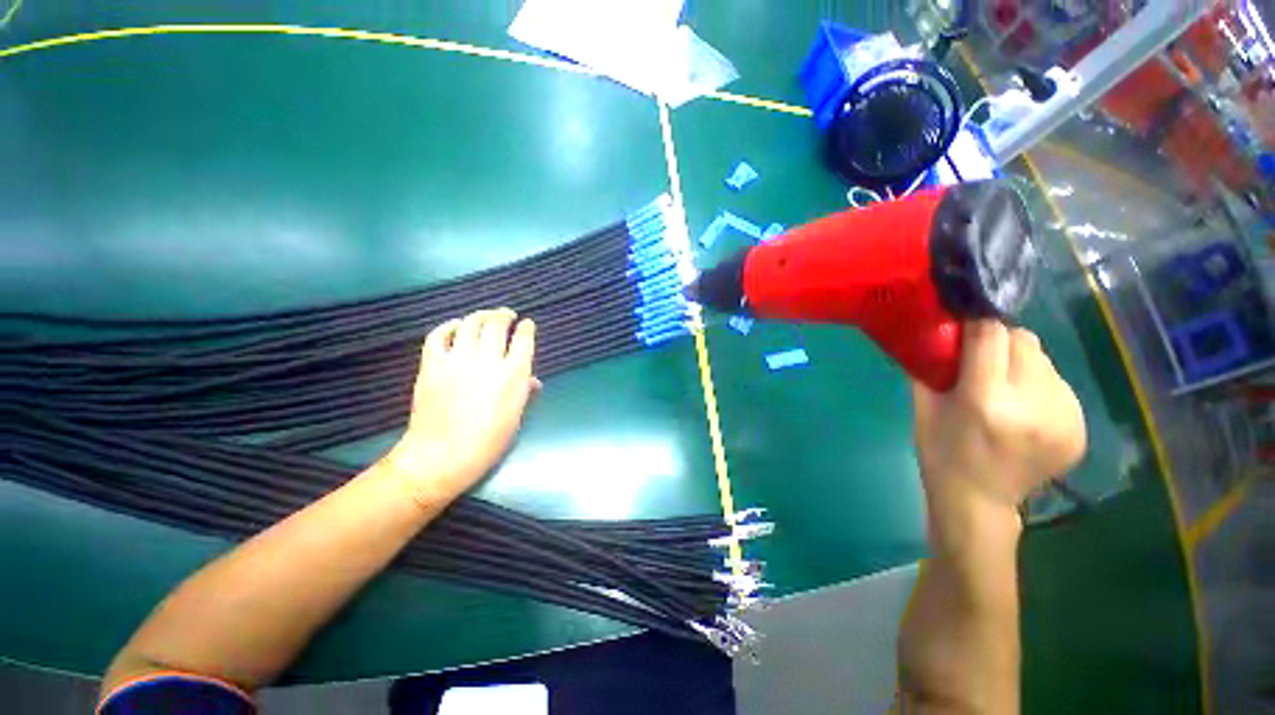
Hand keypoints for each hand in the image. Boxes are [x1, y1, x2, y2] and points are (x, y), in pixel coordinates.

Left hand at [380, 308, 539, 508]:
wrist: (441, 456)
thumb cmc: (488, 441)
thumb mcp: (515, 416)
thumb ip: (524, 392)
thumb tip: (533, 380)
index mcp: (512, 375)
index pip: (524, 340)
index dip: (527, 328)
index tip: (527, 324)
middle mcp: (487, 361)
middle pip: (497, 325)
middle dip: (504, 315)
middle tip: (507, 314)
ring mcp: (457, 361)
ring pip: (470, 324)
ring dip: (480, 315)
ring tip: (485, 315)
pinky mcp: (432, 364)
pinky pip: (438, 335)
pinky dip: (448, 325)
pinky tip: (456, 325)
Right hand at [912, 321, 1085, 546]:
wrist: (979, 500)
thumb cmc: (940, 451)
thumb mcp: (923, 407)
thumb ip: (933, 367)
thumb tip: (943, 331)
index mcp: (986, 400)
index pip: (993, 335)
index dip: (977, 325)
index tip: (966, 327)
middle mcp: (1032, 405)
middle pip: (1026, 342)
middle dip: (1003, 342)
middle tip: (984, 359)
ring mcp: (1064, 419)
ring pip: (1046, 362)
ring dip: (1023, 364)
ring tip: (1005, 388)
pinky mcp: (1080, 429)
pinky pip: (1060, 386)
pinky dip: (1040, 386)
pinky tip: (1024, 408)